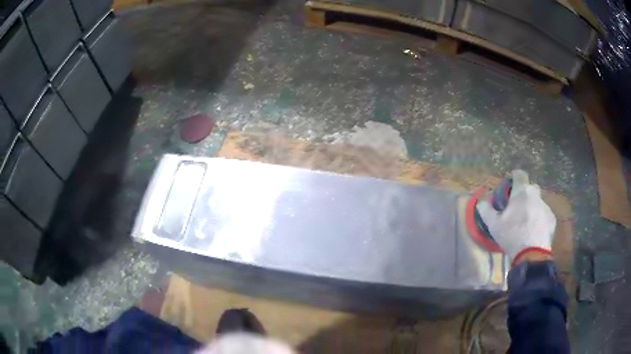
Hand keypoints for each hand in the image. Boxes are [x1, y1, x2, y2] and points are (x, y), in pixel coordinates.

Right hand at [476, 170, 556, 265]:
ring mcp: (545, 207)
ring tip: (525, 224)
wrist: (532, 254)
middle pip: (530, 188)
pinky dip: (539, 220)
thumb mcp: (493, 225)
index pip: (519, 174)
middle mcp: (535, 195)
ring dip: (532, 208)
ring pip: (538, 202)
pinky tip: (534, 232)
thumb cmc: (512, 235)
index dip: (514, 178)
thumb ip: (486, 210)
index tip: (510, 187)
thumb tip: (481, 201)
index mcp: (521, 192)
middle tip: (517, 208)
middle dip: (524, 194)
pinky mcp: (551, 219)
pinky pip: (544, 215)